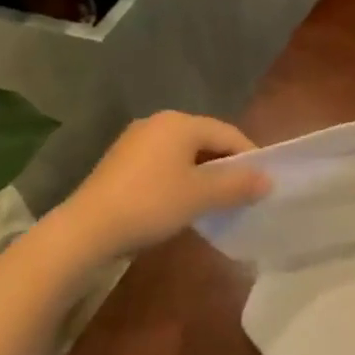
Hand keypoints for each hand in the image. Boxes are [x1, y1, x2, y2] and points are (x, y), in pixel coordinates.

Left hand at [46, 111, 270, 265]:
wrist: (85, 231)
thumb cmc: (151, 204)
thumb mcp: (201, 196)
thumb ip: (238, 185)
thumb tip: (269, 180)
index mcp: (181, 122)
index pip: (229, 133)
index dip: (250, 157)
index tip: (261, 184)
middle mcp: (159, 122)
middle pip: (206, 141)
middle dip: (225, 166)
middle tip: (240, 194)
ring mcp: (135, 141)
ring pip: (183, 154)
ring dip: (202, 175)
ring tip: (212, 202)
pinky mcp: (119, 162)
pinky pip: (162, 164)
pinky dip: (178, 179)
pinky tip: (179, 203)